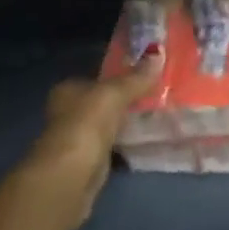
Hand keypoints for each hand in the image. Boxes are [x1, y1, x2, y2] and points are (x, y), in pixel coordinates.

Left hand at [0, 59, 161, 229]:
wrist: (69, 177)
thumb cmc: (85, 126)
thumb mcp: (113, 95)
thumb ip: (135, 78)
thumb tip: (158, 52)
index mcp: (68, 90)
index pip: (97, 76)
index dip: (121, 75)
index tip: (149, 74)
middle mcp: (69, 111)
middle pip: (104, 100)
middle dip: (128, 99)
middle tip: (161, 94)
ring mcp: (79, 138)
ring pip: (111, 123)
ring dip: (129, 121)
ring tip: (161, 114)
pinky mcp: (91, 161)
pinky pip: (115, 144)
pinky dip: (128, 141)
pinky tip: (148, 139)